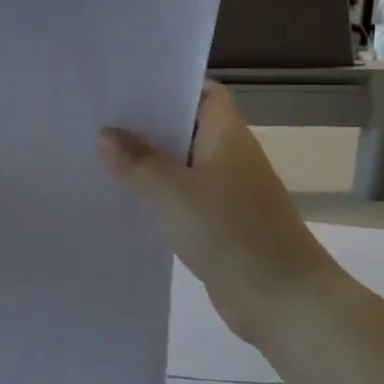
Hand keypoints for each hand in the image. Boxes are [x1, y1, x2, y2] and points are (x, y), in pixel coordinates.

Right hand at [99, 83, 335, 345]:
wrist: (283, 300)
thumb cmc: (232, 232)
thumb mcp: (175, 192)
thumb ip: (138, 162)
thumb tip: (106, 134)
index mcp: (227, 137)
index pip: (204, 93)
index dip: (172, 83)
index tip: (129, 83)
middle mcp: (230, 157)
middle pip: (188, 127)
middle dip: (149, 123)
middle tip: (100, 116)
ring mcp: (227, 193)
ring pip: (182, 165)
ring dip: (149, 162)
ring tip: (100, 153)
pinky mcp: (221, 225)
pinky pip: (183, 198)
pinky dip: (158, 195)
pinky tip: (125, 199)